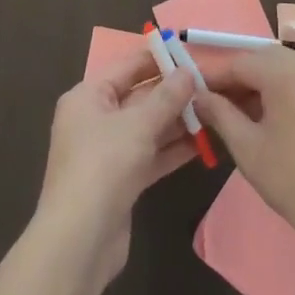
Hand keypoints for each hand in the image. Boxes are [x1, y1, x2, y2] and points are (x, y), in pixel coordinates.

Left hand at [33, 48, 197, 282]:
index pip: (127, 66)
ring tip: (214, 110)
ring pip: (147, 127)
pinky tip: (203, 143)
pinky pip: (150, 154)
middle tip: (211, 84)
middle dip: (173, 92)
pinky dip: (173, 148)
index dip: (159, 58)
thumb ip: (167, 97)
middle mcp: (94, 119)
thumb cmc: (104, 166)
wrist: (80, 241)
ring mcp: (107, 151)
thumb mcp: (138, 125)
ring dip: (178, 121)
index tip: (192, 53)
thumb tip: (188, 71)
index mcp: (88, 96)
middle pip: (139, 96)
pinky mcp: (121, 180)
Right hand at [192, 49, 294, 256]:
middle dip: (239, 79)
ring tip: (244, 115)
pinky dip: (287, 91)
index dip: (215, 77)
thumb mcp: (247, 148)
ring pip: (287, 69)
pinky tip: (276, 119)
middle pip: (264, 60)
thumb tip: (199, 96)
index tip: (195, 94)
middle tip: (218, 105)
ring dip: (263, 84)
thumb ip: (220, 113)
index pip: (240, 62)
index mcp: (286, 72)